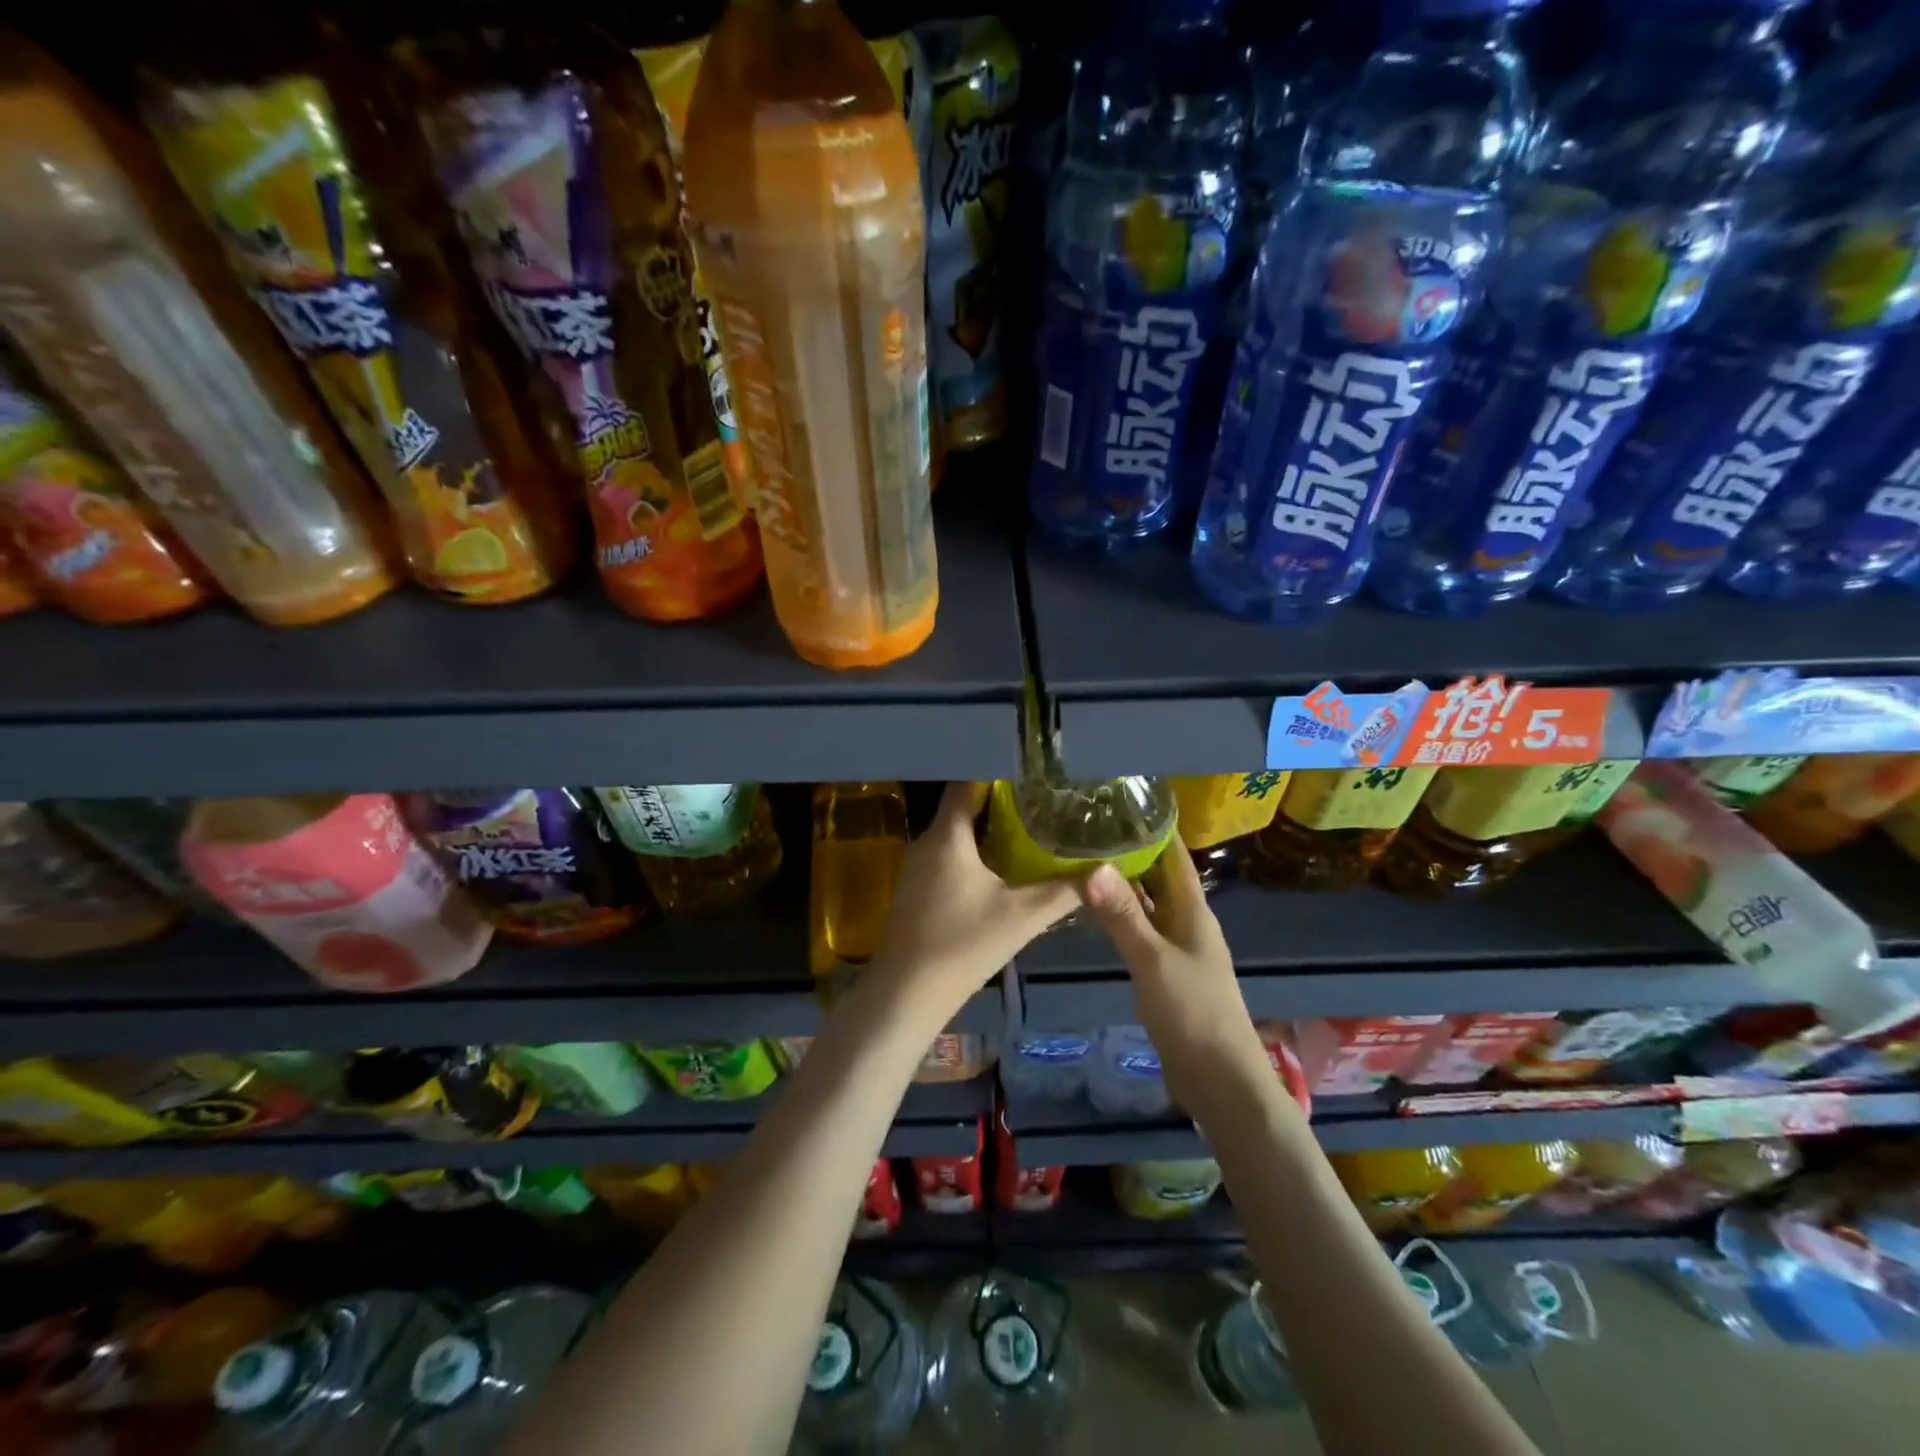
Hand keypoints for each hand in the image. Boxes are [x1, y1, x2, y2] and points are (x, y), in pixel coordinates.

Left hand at [869, 783, 1079, 1018]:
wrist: (906, 994)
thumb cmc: (963, 945)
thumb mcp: (1022, 917)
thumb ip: (1064, 891)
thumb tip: (1104, 870)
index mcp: (947, 836)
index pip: (966, 783)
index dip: (997, 772)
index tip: (1030, 771)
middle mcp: (926, 842)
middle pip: (962, 808)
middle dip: (999, 802)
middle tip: (1039, 799)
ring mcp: (916, 867)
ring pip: (954, 834)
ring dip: (986, 830)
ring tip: (1027, 828)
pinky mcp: (915, 890)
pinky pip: (947, 856)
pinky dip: (972, 853)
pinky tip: (998, 868)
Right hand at [1076, 839, 1271, 1111]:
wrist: (1219, 1080)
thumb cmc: (1193, 1012)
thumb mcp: (1152, 960)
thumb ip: (1122, 915)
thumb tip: (1092, 865)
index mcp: (1192, 910)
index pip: (1173, 854)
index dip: (1153, 826)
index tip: (1119, 800)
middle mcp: (1186, 921)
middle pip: (1158, 875)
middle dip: (1130, 850)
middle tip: (1088, 826)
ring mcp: (1176, 947)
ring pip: (1147, 903)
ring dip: (1122, 883)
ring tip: (1084, 857)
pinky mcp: (1165, 972)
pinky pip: (1140, 930)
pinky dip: (1120, 915)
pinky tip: (1093, 911)